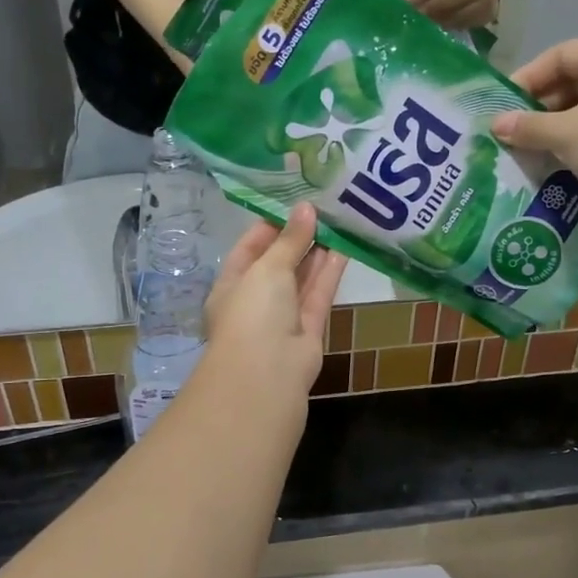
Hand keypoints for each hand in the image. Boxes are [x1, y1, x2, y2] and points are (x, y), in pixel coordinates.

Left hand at [204, 205, 347, 397]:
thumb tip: (306, 208)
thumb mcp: (267, 268)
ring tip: (338, 221)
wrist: (267, 374)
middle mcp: (256, 300)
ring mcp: (283, 316)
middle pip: (279, 263)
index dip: (271, 225)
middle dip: (298, 237)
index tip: (294, 202)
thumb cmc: (253, 313)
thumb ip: (290, 240)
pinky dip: (330, 273)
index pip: (249, 248)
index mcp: (232, 284)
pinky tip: (346, 247)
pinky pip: (319, 295)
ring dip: (318, 253)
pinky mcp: (309, 329)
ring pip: (302, 279)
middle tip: (323, 207)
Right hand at [491, 38, 577, 200]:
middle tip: (513, 129)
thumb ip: (528, 126)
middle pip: (573, 81)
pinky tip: (552, 160)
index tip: (505, 103)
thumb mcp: (567, 133)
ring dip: (553, 126)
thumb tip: (495, 124)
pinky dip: (572, 141)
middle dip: (540, 105)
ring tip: (527, 148)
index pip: (563, 54)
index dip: (530, 75)